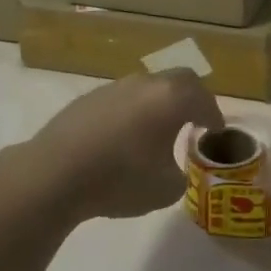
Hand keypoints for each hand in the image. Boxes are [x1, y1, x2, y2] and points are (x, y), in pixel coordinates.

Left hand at [28, 70, 222, 220]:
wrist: (54, 174)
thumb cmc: (119, 178)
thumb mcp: (165, 190)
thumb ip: (180, 175)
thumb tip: (174, 169)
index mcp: (171, 98)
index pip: (204, 99)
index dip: (214, 115)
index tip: (216, 130)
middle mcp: (145, 83)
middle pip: (179, 80)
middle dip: (191, 98)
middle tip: (195, 119)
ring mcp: (114, 87)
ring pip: (148, 87)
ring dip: (159, 103)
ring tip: (157, 130)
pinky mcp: (88, 98)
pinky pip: (122, 99)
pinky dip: (132, 112)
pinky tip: (123, 136)